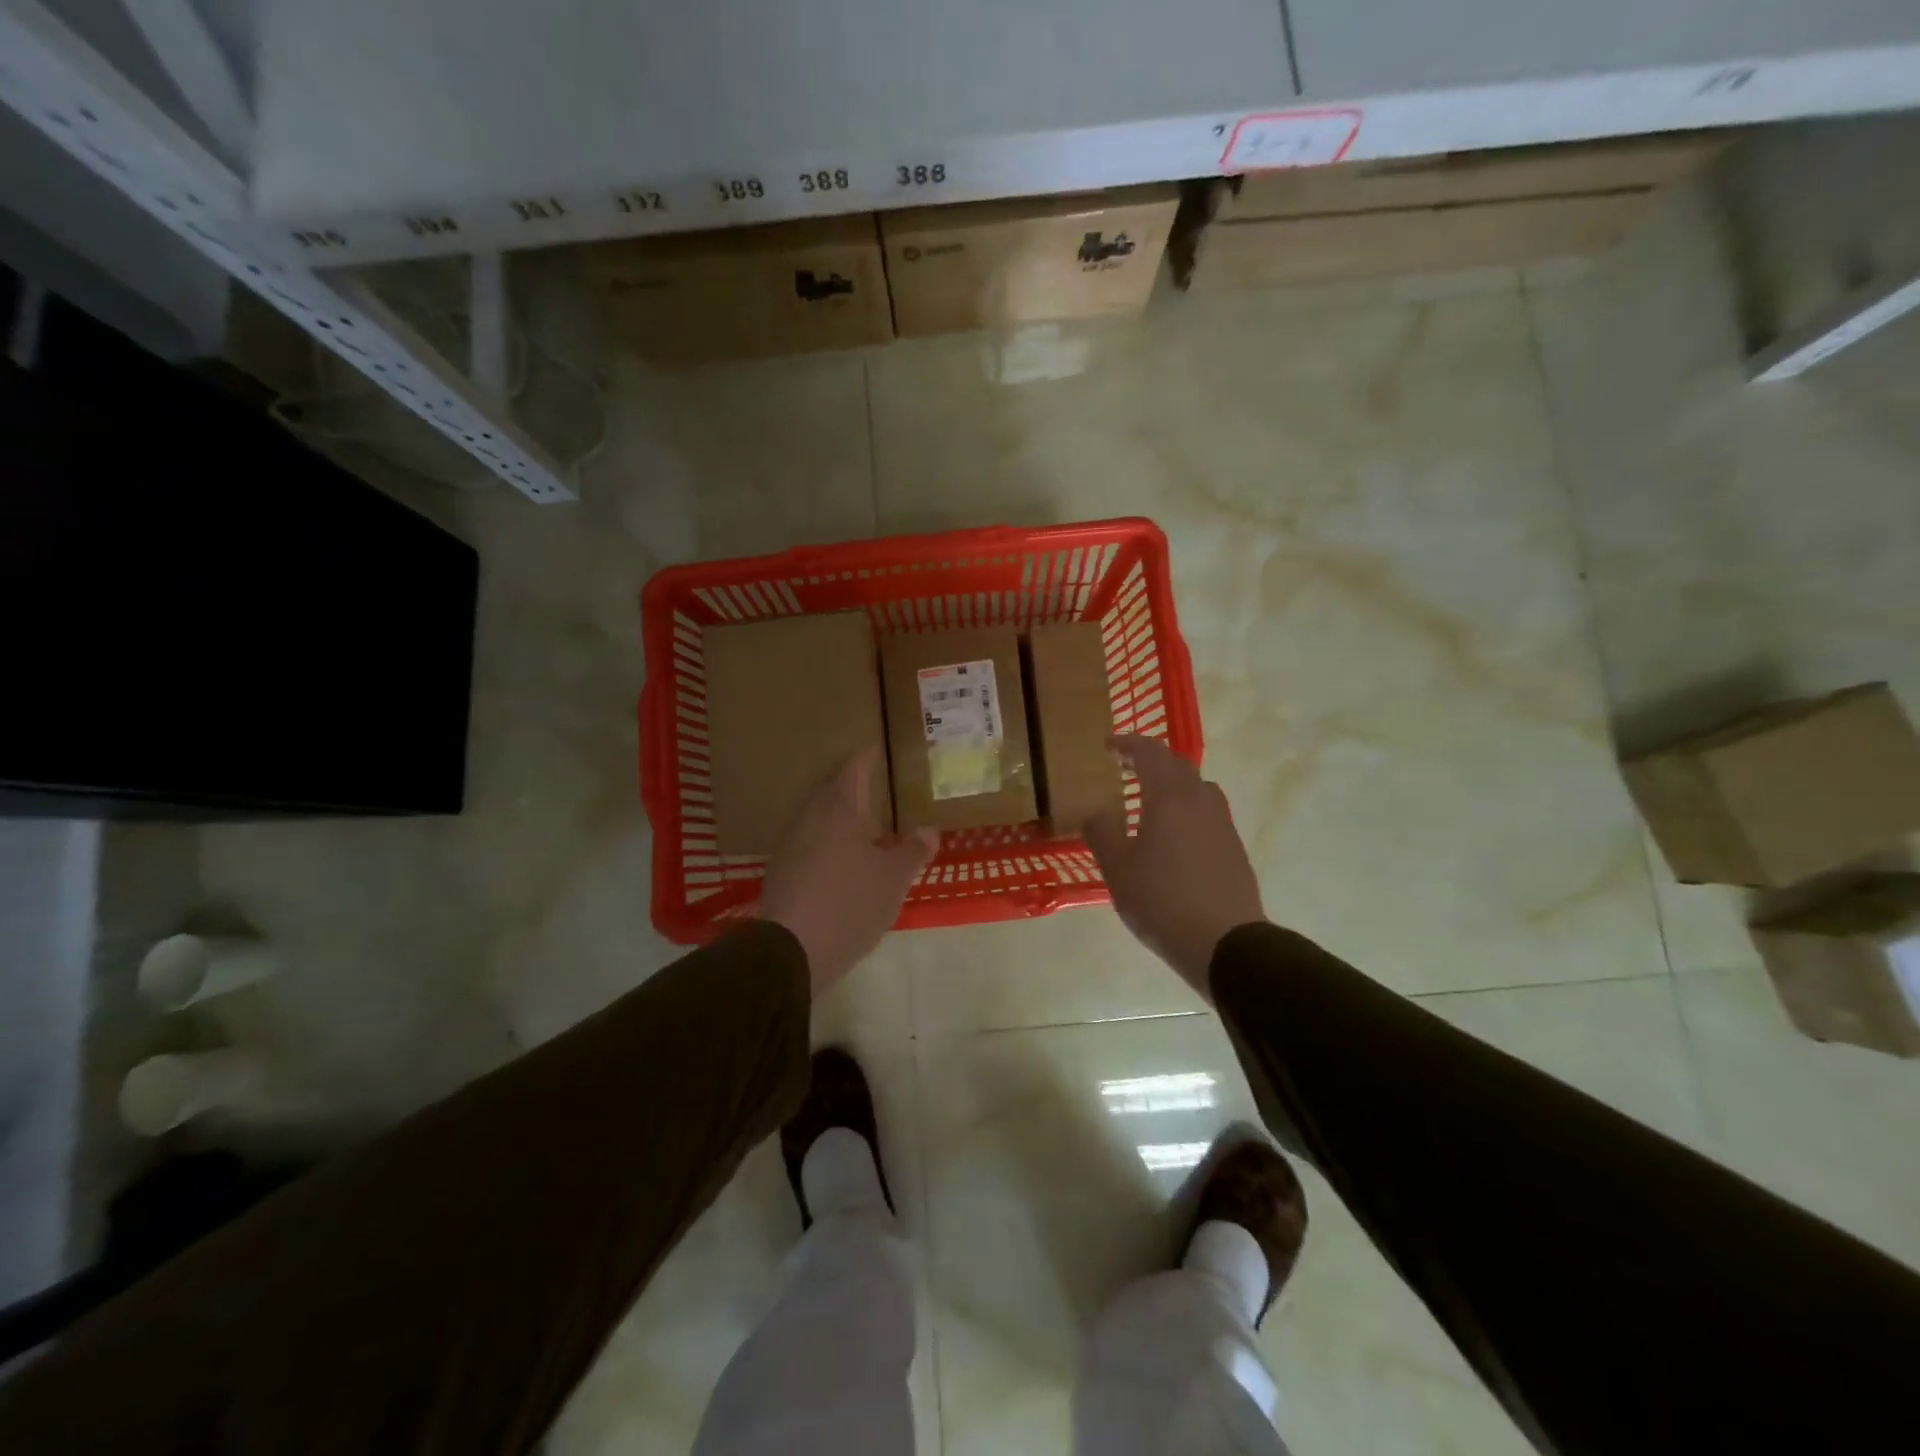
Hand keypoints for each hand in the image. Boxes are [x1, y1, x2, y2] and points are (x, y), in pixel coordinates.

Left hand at [759, 747, 937, 998]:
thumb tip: (928, 830)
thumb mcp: (894, 879)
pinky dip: (827, 838)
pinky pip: (808, 840)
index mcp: (841, 809)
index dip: (866, 757)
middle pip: (831, 789)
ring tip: (861, 819)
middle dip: (851, 783)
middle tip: (873, 782)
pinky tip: (840, 856)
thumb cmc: (850, 903)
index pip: (854, 769)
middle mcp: (811, 818)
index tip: (876, 748)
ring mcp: (791, 844)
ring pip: (817, 816)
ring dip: (838, 812)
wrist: (791, 950)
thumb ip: (913, 852)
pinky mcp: (781, 871)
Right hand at [1084, 735, 1264, 998]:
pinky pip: (1208, 814)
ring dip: (1173, 785)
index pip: (1151, 753)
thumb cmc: (1162, 901)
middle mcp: (1200, 801)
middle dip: (1151, 761)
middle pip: (1178, 765)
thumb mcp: (1118, 870)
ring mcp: (1222, 824)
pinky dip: (1187, 810)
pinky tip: (1174, 837)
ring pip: (1197, 789)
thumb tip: (1095, 812)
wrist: (1226, 943)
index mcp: (1170, 798)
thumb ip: (1102, 834)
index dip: (1128, 743)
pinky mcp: (1234, 848)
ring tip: (1151, 801)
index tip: (1108, 745)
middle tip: (1127, 768)